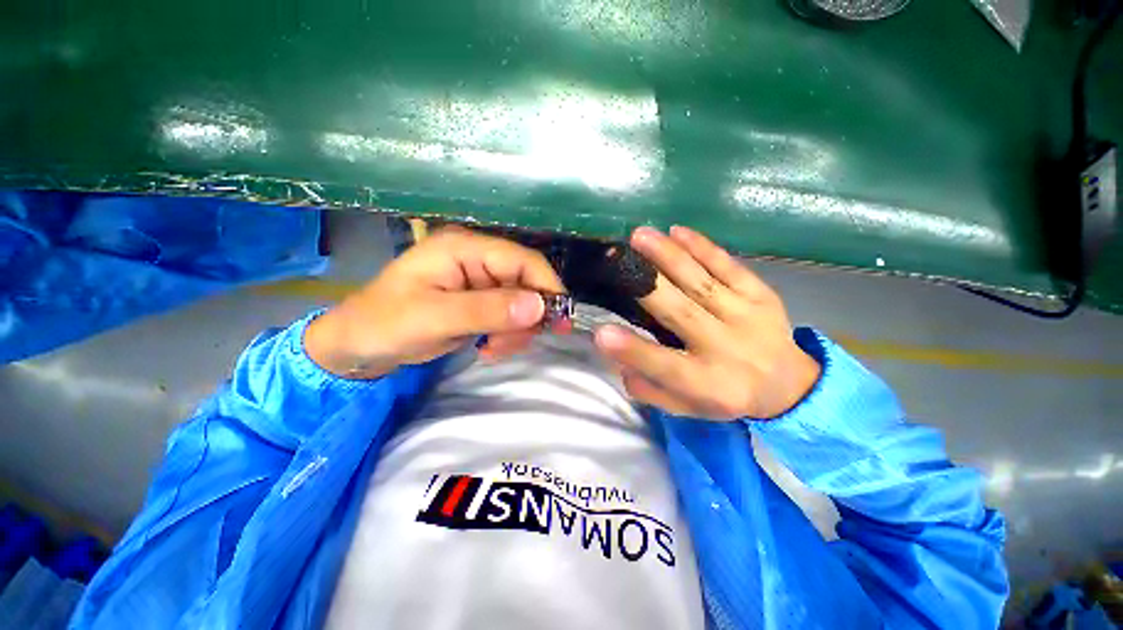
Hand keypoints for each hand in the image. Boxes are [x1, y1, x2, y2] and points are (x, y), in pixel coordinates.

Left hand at [306, 226, 564, 378]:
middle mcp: (476, 259)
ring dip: (516, 329)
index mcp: (464, 248)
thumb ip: (487, 310)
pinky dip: (508, 335)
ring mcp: (478, 281)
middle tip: (511, 345)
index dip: (547, 287)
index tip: (560, 321)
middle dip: (528, 316)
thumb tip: (540, 307)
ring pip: (521, 302)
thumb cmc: (384, 324)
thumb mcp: (434, 318)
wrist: (356, 345)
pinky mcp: (478, 301)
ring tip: (493, 350)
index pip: (522, 260)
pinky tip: (489, 348)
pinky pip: (509, 315)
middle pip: (526, 282)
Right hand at [593, 226, 820, 420]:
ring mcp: (746, 316)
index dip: (632, 350)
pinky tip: (677, 231)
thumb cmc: (726, 395)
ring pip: (702, 283)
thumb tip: (620, 364)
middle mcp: (726, 347)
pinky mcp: (761, 294)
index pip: (665, 366)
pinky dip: (703, 247)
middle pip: (682, 314)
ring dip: (670, 256)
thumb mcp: (687, 408)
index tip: (601, 333)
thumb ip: (652, 391)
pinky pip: (729, 266)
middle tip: (618, 262)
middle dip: (648, 288)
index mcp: (707, 383)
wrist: (790, 384)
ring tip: (640, 236)